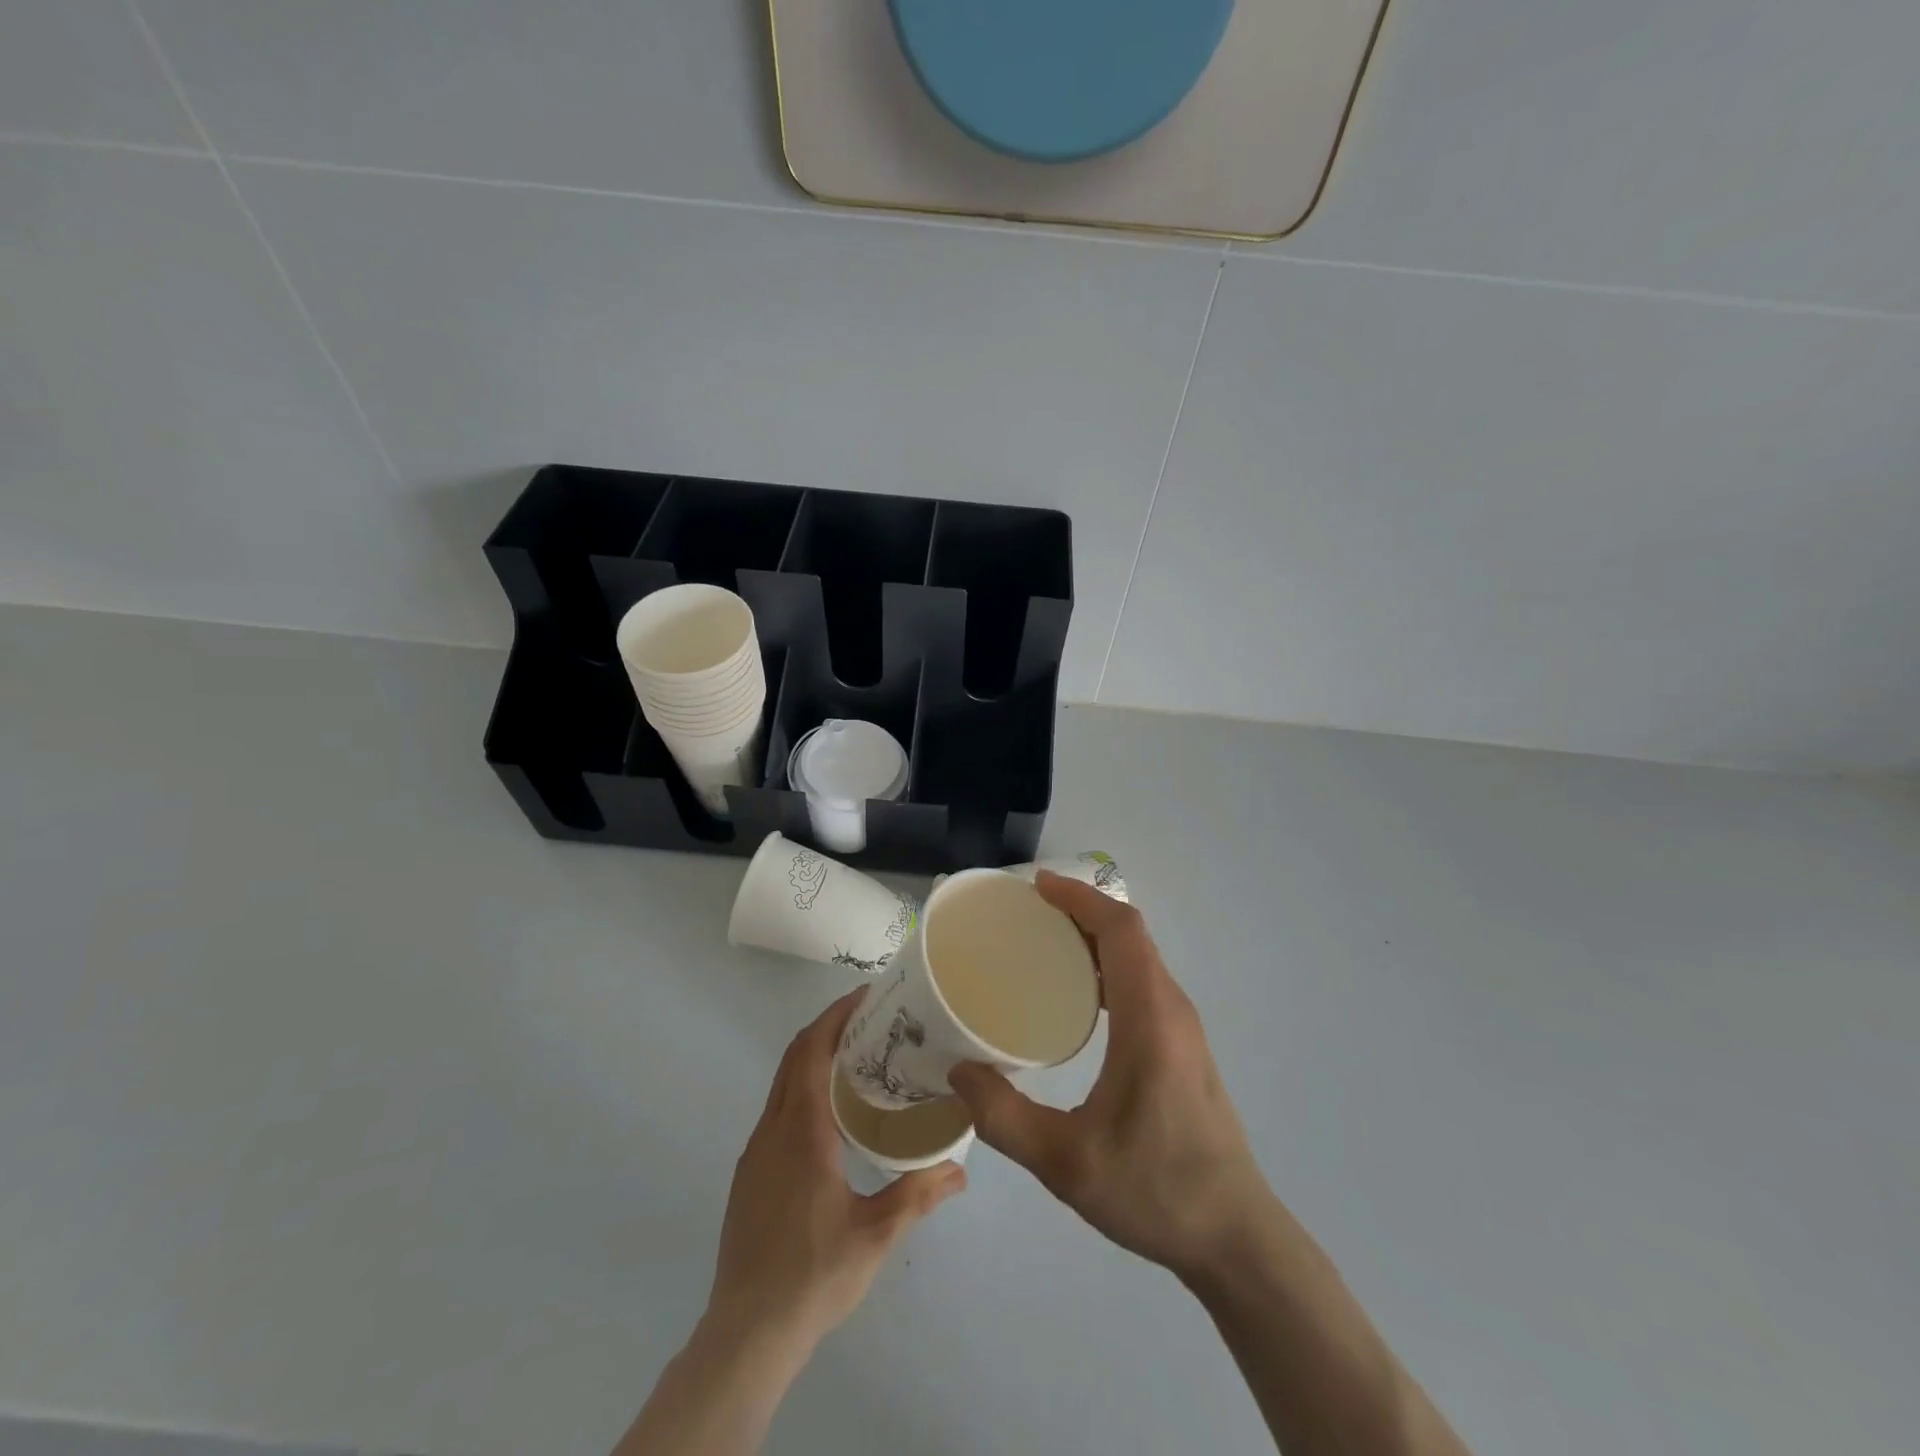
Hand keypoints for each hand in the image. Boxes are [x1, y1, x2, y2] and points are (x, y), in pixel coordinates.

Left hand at [706, 989, 966, 1354]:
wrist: (746, 1333)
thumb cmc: (813, 1275)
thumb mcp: (876, 1235)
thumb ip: (918, 1195)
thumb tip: (961, 1169)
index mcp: (801, 1132)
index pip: (811, 1052)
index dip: (835, 1017)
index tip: (865, 998)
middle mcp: (772, 1130)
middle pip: (794, 1058)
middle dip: (827, 1028)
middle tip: (870, 1019)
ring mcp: (755, 1152)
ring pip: (782, 1083)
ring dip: (814, 1058)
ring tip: (858, 1059)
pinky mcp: (749, 1174)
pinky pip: (777, 1109)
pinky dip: (802, 1087)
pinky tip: (831, 1113)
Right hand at [948, 873, 1273, 1284]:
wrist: (1235, 1237)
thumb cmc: (1156, 1191)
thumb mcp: (1067, 1162)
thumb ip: (1005, 1118)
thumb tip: (958, 1072)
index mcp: (1151, 1021)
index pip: (1122, 931)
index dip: (1081, 899)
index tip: (1037, 887)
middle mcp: (1172, 1010)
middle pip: (1130, 935)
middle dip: (1080, 911)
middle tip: (1026, 913)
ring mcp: (1183, 1028)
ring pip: (1139, 957)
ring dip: (1095, 937)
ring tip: (1043, 944)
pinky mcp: (1183, 1046)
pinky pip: (1143, 981)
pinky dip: (1108, 965)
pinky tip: (1075, 996)